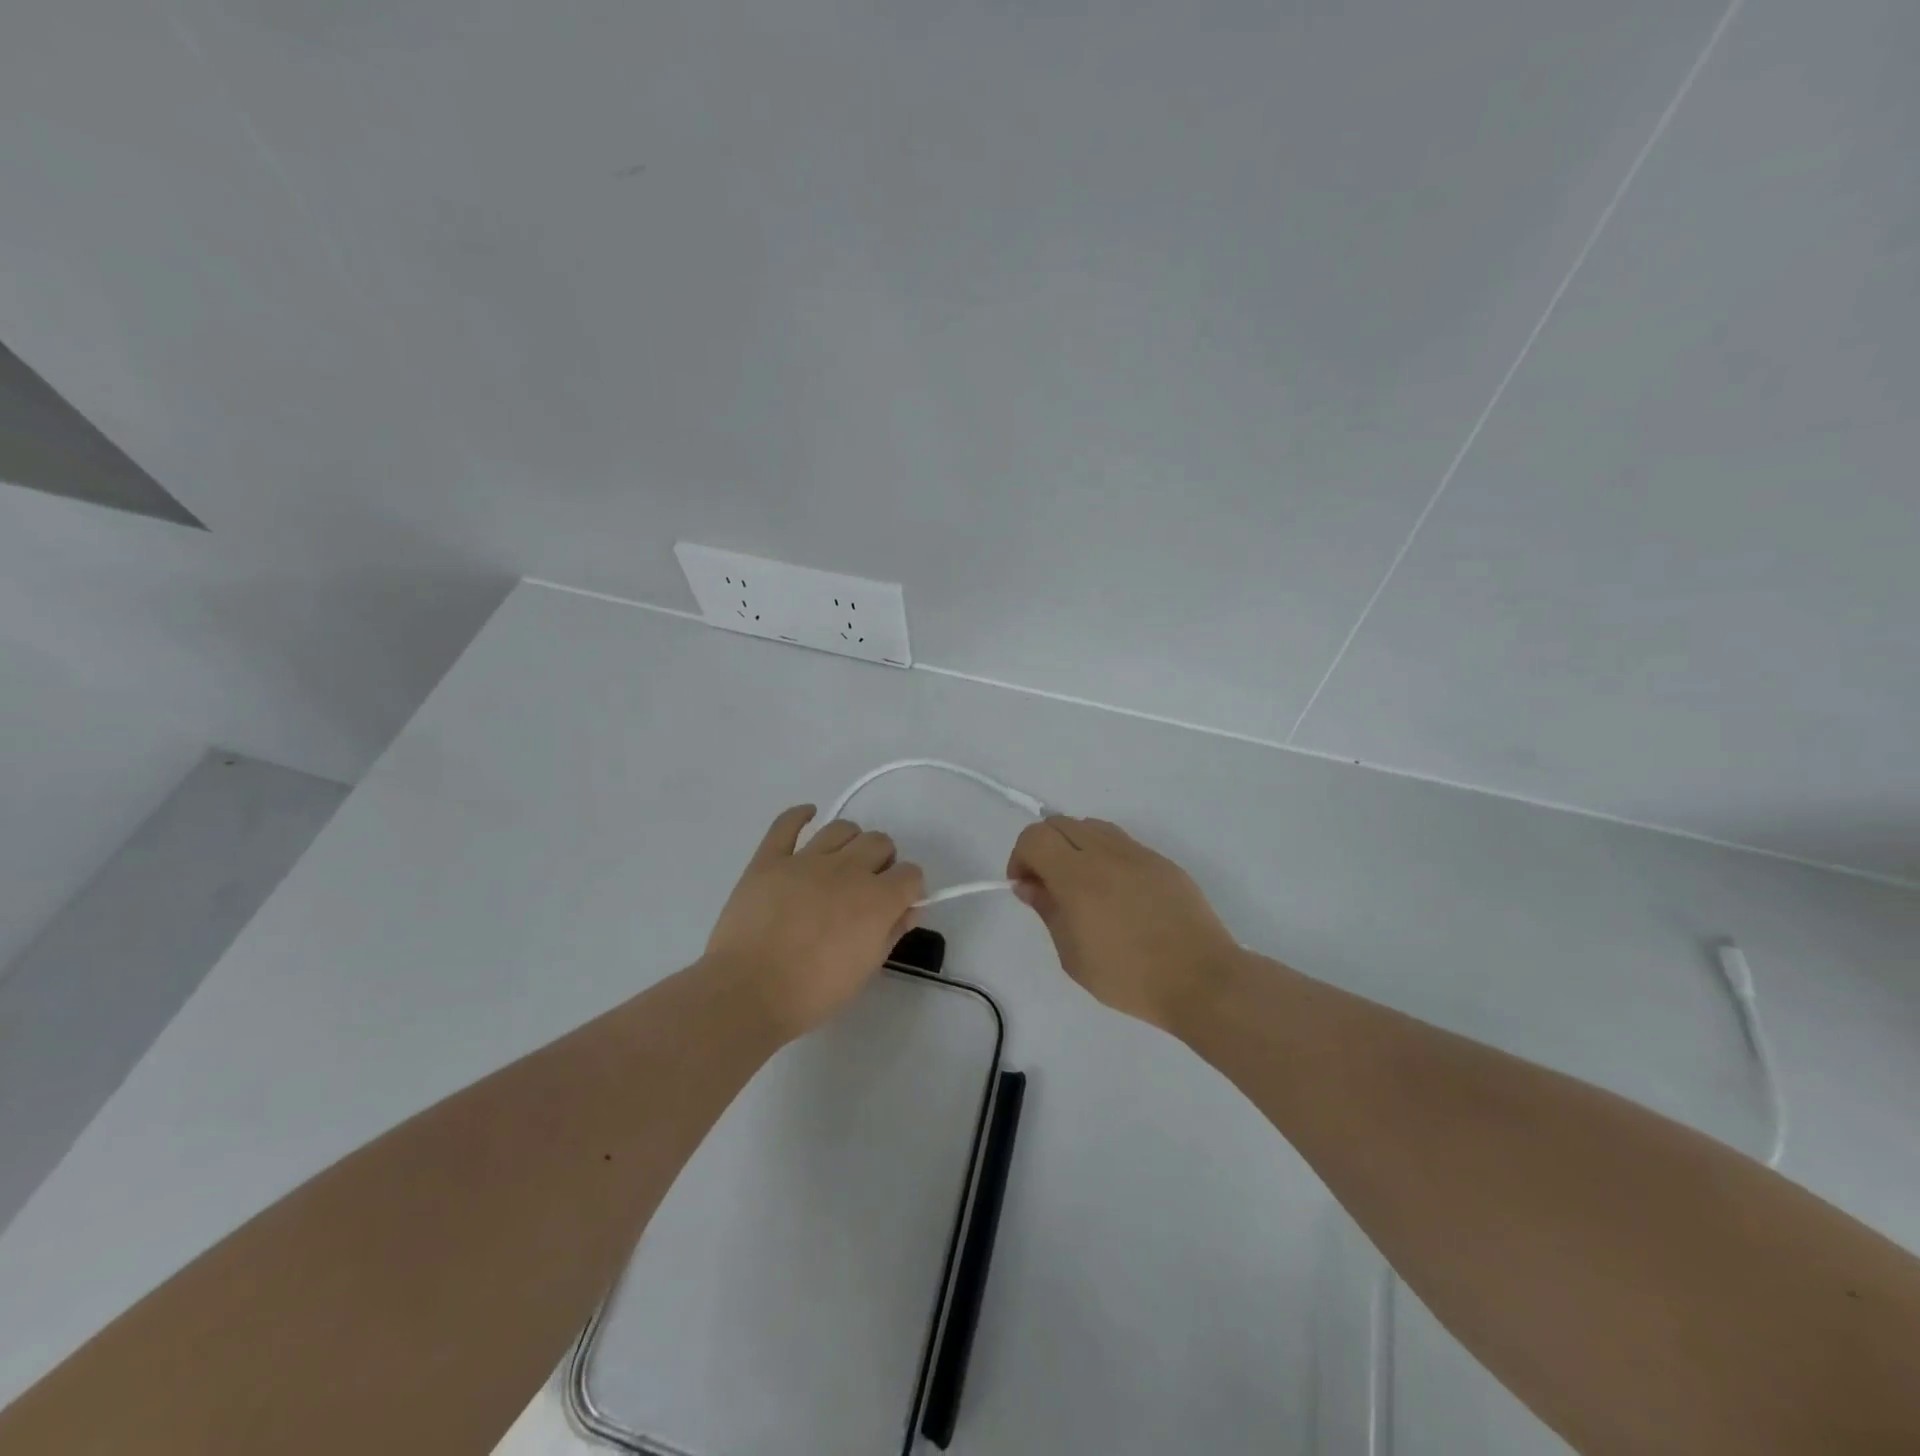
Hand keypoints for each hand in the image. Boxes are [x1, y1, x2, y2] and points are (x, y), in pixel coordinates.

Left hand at [705, 805, 924, 1040]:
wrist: (748, 992)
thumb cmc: (813, 992)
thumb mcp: (865, 970)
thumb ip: (892, 933)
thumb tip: (909, 909)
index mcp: (876, 899)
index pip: (910, 874)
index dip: (909, 888)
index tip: (899, 903)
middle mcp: (847, 869)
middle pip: (879, 842)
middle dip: (882, 861)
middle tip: (868, 885)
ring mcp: (805, 860)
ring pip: (841, 828)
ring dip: (850, 842)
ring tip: (841, 862)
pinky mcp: (769, 859)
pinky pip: (786, 824)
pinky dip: (800, 815)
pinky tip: (808, 816)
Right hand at [1007, 816, 1239, 1031]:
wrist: (1201, 979)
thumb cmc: (1130, 978)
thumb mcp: (1074, 956)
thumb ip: (1048, 911)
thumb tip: (1029, 885)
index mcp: (1078, 877)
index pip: (1035, 837)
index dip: (1020, 856)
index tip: (1025, 886)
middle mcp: (1106, 854)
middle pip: (1060, 823)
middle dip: (1043, 848)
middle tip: (1048, 885)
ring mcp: (1137, 853)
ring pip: (1091, 826)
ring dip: (1074, 846)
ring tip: (1081, 885)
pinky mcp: (1161, 861)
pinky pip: (1121, 842)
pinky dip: (1104, 854)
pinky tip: (1114, 892)